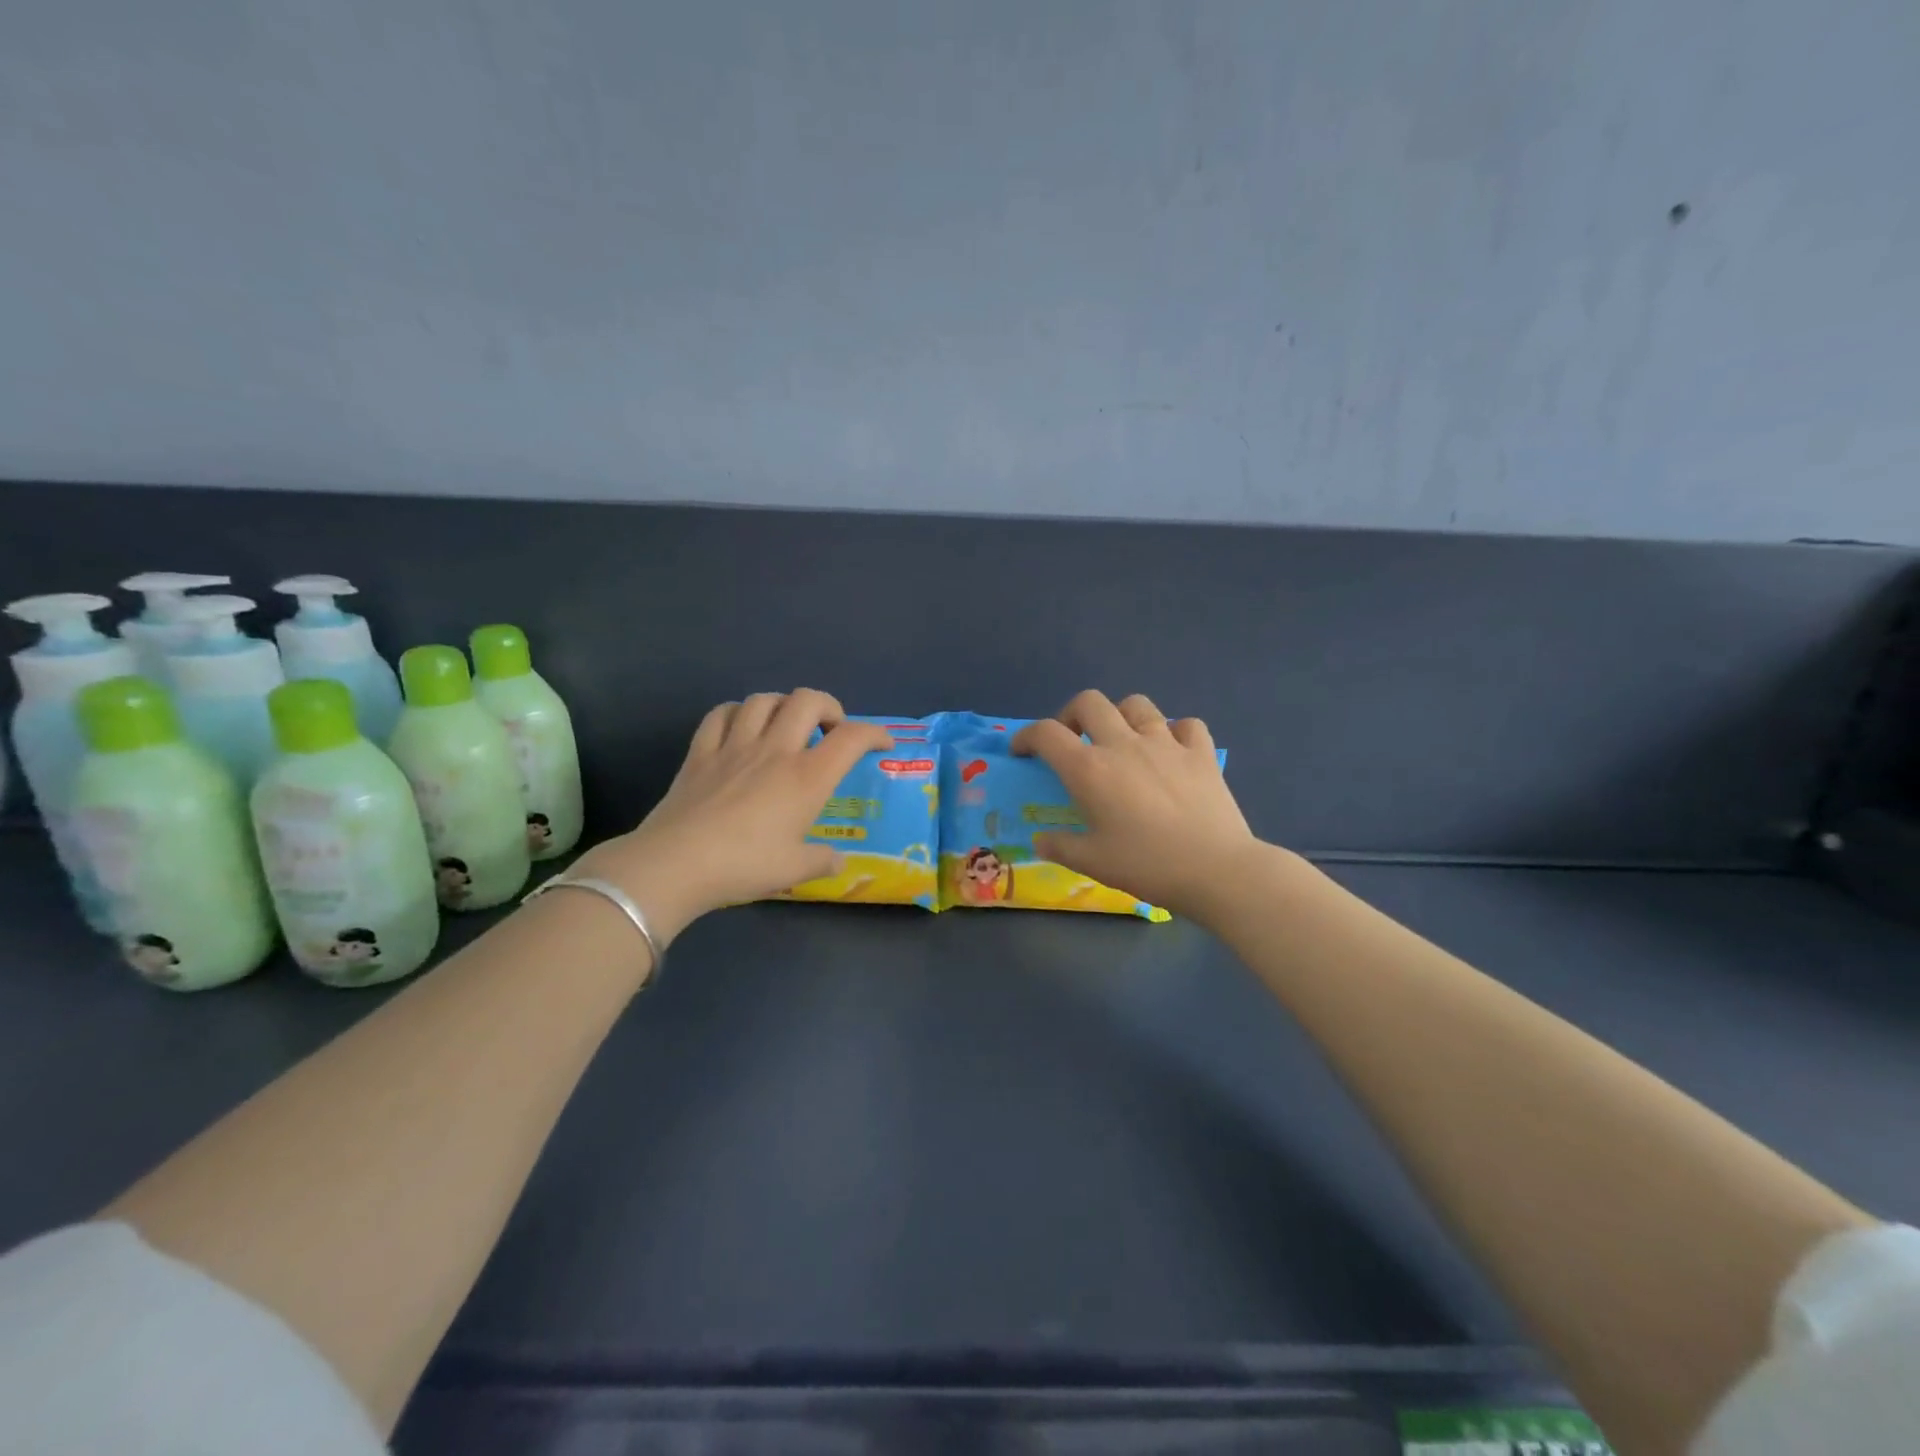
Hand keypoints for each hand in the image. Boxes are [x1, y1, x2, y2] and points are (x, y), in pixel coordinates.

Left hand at [574, 690, 890, 938]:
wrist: (674, 864)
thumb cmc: (743, 866)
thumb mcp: (794, 870)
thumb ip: (822, 861)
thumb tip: (838, 861)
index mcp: (806, 777)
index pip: (852, 738)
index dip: (875, 733)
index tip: (883, 744)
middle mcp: (775, 750)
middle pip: (808, 700)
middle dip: (828, 707)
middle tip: (830, 731)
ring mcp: (735, 746)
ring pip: (764, 700)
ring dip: (783, 705)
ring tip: (786, 725)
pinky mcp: (700, 752)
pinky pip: (720, 714)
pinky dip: (737, 713)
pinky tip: (741, 726)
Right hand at [1011, 690, 1265, 919]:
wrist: (1215, 869)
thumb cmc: (1146, 865)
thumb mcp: (1092, 863)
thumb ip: (1060, 846)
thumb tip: (1041, 840)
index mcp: (1090, 769)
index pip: (1046, 733)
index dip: (1027, 736)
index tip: (1023, 751)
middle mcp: (1124, 744)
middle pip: (1089, 702)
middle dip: (1071, 714)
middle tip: (1073, 740)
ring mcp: (1166, 743)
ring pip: (1137, 704)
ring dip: (1121, 715)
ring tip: (1122, 739)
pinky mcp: (1201, 752)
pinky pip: (1185, 725)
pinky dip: (1174, 732)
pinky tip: (1172, 751)